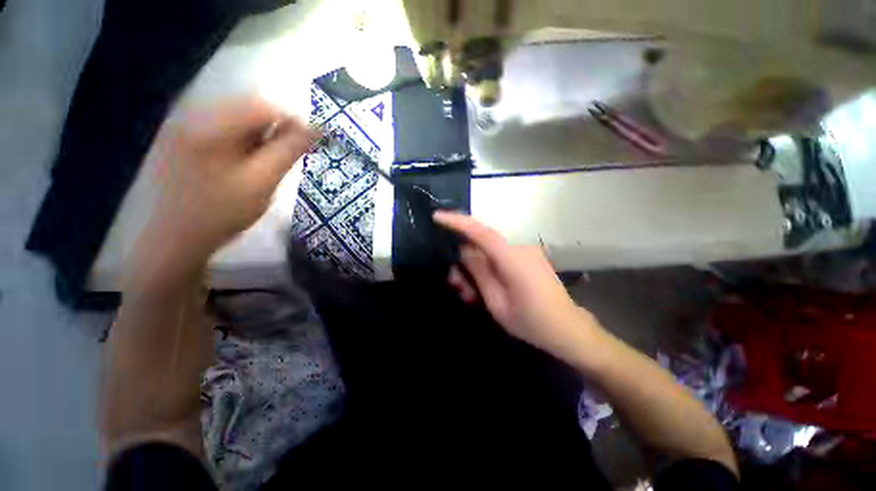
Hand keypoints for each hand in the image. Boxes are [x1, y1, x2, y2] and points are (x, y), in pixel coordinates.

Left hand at [146, 97, 317, 262]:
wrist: (174, 239)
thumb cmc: (221, 213)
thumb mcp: (262, 182)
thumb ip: (288, 151)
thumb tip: (315, 130)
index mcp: (209, 124)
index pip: (262, 106)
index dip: (293, 121)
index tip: (311, 142)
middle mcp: (191, 115)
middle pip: (247, 109)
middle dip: (274, 131)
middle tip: (286, 158)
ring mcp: (181, 126)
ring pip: (235, 120)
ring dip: (258, 138)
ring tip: (264, 165)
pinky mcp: (179, 138)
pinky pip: (221, 129)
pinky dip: (241, 143)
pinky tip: (243, 164)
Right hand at [433, 211, 602, 361]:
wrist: (567, 328)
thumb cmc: (531, 321)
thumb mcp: (497, 302)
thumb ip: (479, 272)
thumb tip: (464, 250)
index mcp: (513, 257)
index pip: (480, 231)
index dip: (457, 221)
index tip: (437, 216)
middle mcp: (520, 246)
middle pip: (481, 242)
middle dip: (463, 259)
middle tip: (455, 283)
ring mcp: (525, 250)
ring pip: (488, 250)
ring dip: (474, 266)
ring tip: (468, 292)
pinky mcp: (527, 256)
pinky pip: (499, 255)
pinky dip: (486, 267)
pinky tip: (482, 287)